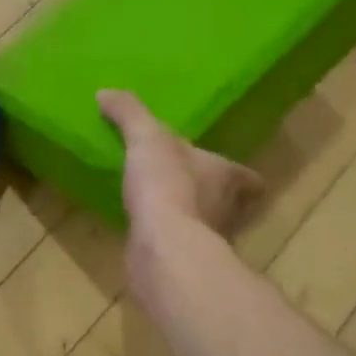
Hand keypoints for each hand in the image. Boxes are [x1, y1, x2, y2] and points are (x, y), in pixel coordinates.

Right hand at [97, 90, 261, 236]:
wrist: (163, 246)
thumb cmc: (167, 184)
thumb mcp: (146, 138)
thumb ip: (129, 113)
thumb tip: (105, 92)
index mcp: (228, 177)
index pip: (249, 180)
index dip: (240, 176)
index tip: (223, 172)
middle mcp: (228, 211)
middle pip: (229, 204)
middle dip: (210, 197)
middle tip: (186, 187)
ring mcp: (209, 241)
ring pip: (205, 228)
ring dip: (188, 220)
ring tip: (162, 208)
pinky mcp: (186, 264)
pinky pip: (178, 247)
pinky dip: (167, 241)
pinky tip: (146, 232)